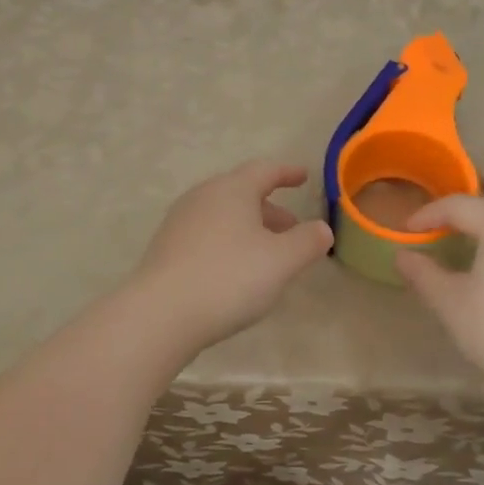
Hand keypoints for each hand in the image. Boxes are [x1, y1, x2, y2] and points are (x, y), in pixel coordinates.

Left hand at [132, 160, 333, 352]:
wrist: (161, 314)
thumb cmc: (229, 277)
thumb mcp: (282, 261)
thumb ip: (308, 241)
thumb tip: (322, 229)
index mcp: (232, 189)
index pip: (265, 170)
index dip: (287, 173)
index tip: (304, 177)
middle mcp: (203, 197)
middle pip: (242, 193)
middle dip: (270, 208)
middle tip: (292, 229)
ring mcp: (180, 222)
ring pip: (223, 216)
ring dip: (249, 228)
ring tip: (268, 254)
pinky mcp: (166, 249)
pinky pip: (206, 235)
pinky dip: (228, 243)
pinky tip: (236, 271)